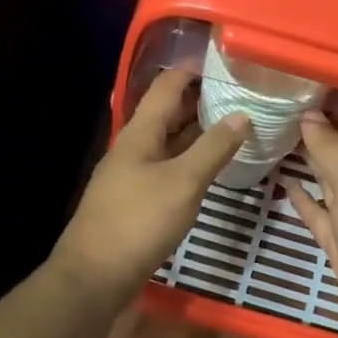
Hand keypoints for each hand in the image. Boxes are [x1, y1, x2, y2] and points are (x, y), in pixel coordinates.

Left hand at [51, 69, 249, 303]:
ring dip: (195, 134)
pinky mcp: (134, 202)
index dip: (193, 70)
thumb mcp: (183, 182)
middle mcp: (133, 148)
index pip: (166, 86)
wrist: (95, 275)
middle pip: (166, 114)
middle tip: (239, 98)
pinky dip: (188, 162)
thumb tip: (242, 114)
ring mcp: (131, 176)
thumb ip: (213, 148)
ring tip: (232, 130)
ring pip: (167, 144)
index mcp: (140, 133)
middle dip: (199, 102)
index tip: (226, 63)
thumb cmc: (139, 222)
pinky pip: (165, 169)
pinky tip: (207, 171)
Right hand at [285, 111, 337, 337]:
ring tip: (275, 142)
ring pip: (328, 182)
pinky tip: (285, 185)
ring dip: (308, 163)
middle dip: (316, 134)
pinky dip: (303, 198)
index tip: (297, 93)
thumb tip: (308, 115)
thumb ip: (333, 149)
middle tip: (278, 114)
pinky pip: (318, 213)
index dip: (332, 111)